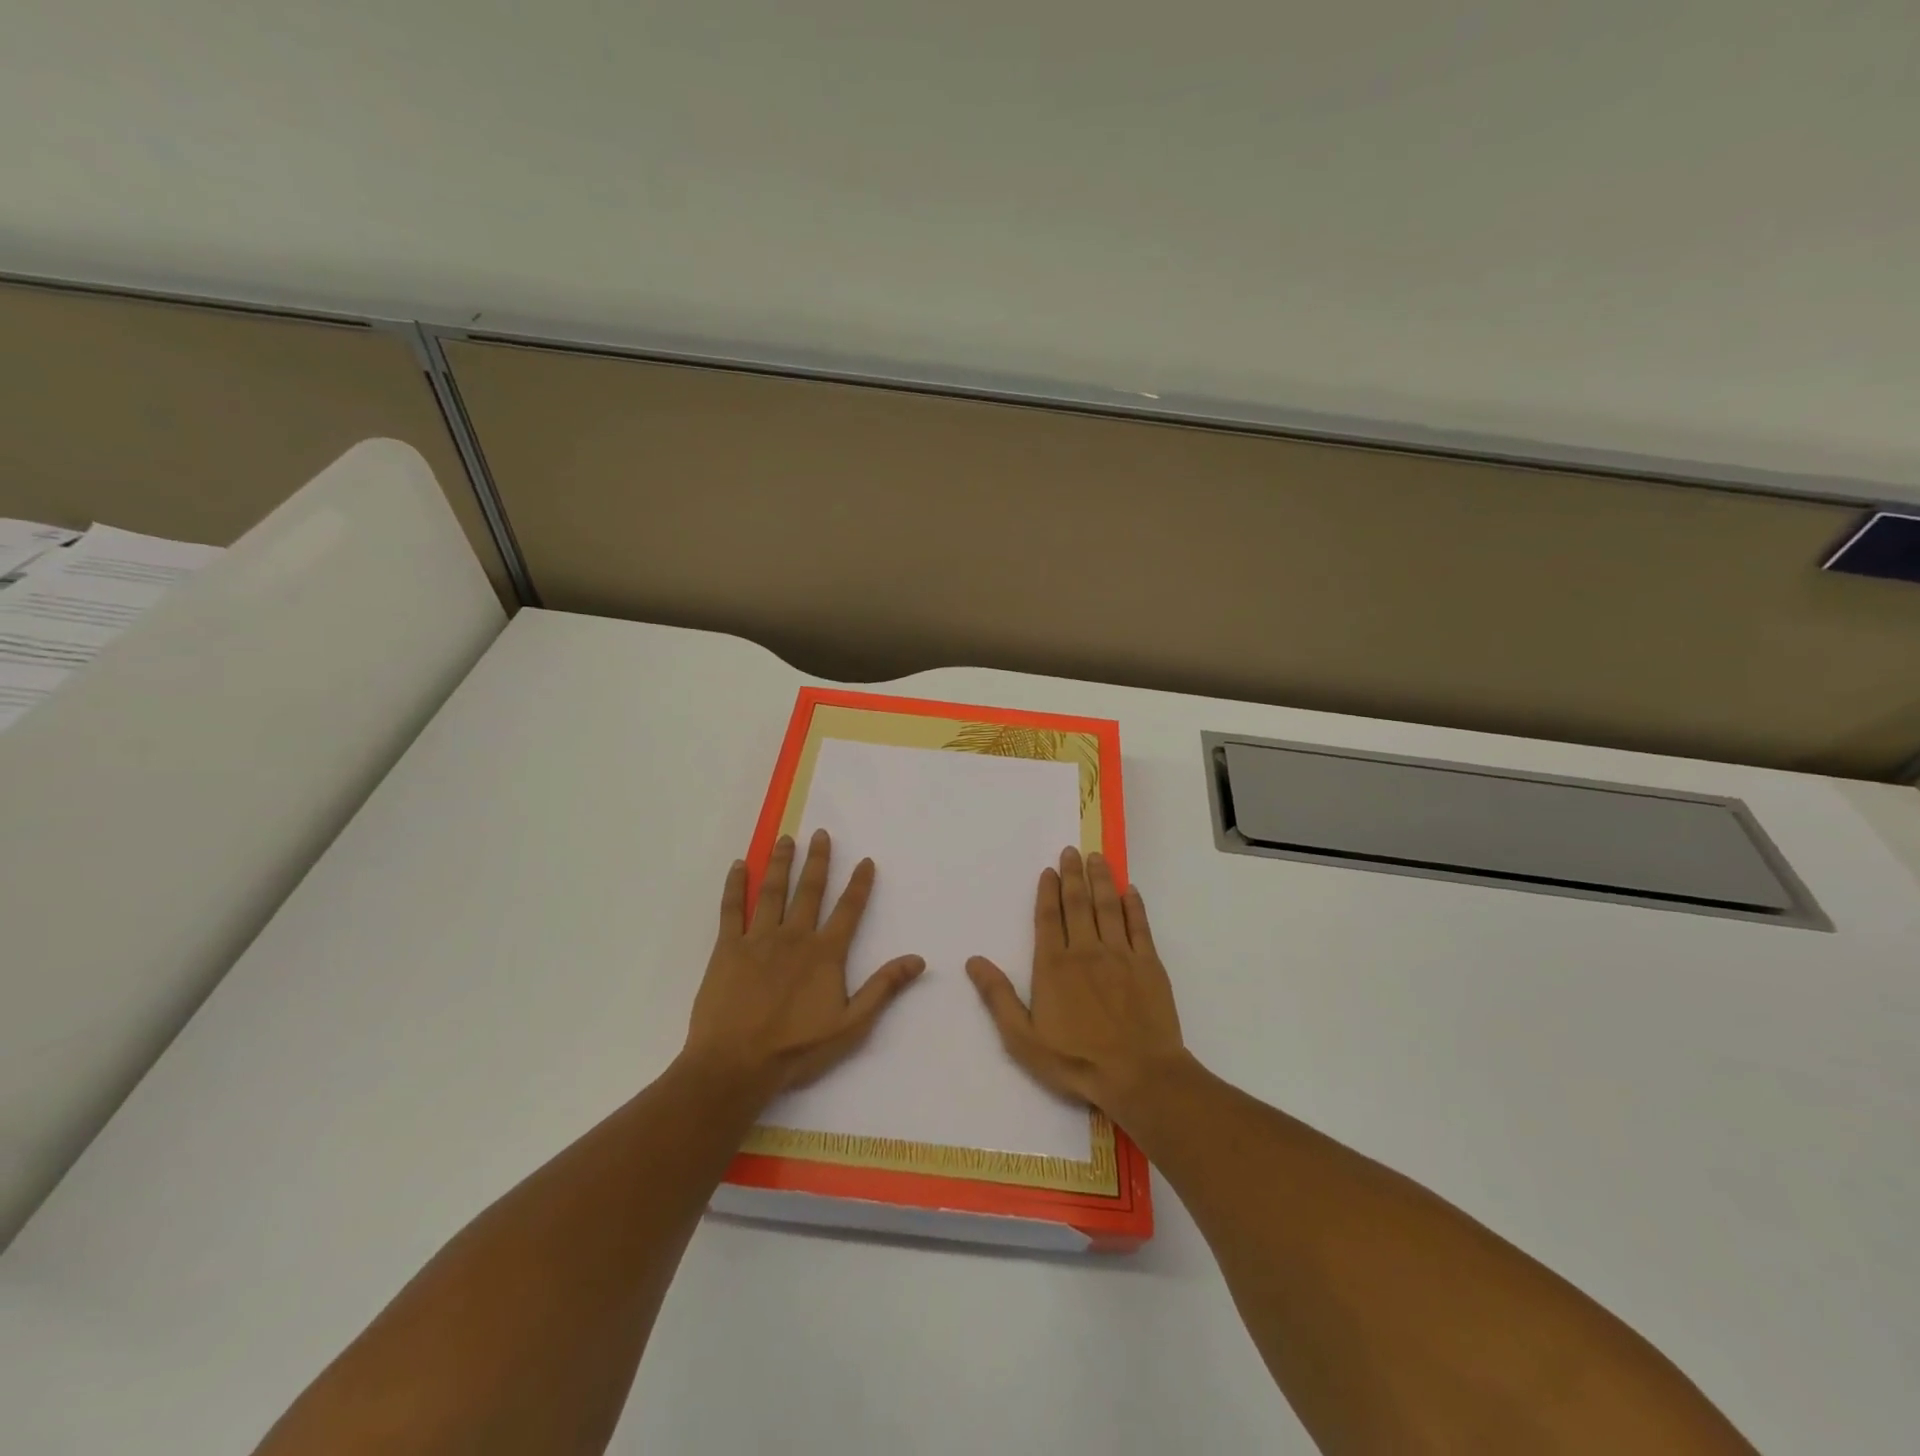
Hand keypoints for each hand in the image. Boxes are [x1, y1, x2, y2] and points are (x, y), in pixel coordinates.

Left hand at [682, 830, 924, 1098]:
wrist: (735, 1064)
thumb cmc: (796, 1049)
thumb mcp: (851, 1025)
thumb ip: (883, 988)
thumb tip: (918, 959)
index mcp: (825, 953)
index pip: (848, 909)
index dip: (859, 884)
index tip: (866, 860)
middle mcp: (794, 936)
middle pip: (809, 890)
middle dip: (818, 860)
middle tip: (821, 833)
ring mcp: (758, 939)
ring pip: (772, 891)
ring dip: (780, 863)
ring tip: (785, 840)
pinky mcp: (727, 948)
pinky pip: (732, 909)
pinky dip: (734, 886)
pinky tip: (737, 866)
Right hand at [966, 846, 1186, 1120]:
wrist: (1139, 1075)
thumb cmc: (1076, 1060)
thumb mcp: (1023, 1038)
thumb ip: (999, 997)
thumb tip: (974, 961)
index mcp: (1054, 965)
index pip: (1049, 918)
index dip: (1048, 891)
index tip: (1049, 870)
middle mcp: (1086, 950)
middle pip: (1078, 903)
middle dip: (1073, 874)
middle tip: (1072, 851)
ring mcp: (1120, 954)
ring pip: (1108, 906)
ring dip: (1102, 879)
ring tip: (1097, 858)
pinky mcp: (1149, 964)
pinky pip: (1140, 926)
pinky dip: (1134, 905)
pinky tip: (1131, 891)